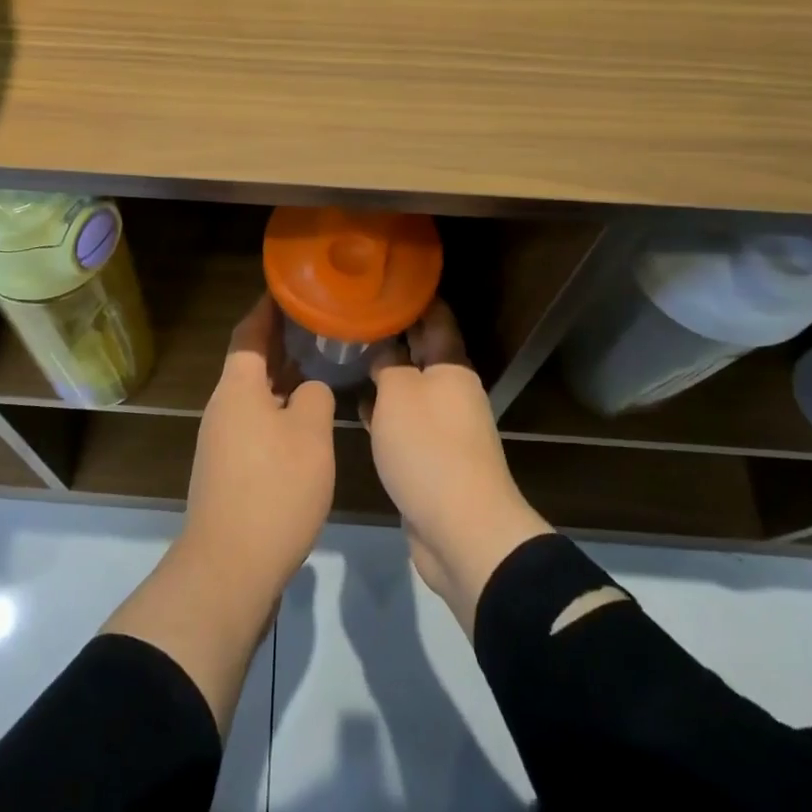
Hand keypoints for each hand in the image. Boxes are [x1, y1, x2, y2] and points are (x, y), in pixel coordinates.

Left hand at [180, 294, 336, 597]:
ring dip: (281, 377)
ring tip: (316, 362)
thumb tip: (307, 389)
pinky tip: (305, 418)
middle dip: (279, 341)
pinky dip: (279, 409)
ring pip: (254, 395)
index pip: (249, 333)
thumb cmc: (273, 490)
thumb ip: (313, 397)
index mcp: (238, 388)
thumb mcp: (309, 435)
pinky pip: (256, 423)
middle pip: (250, 363)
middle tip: (314, 322)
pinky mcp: (229, 471)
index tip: (287, 289)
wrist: (230, 568)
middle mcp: (224, 407)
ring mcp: (223, 441)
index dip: (267, 309)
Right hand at [364, 301, 551, 632]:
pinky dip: (385, 412)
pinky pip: (406, 422)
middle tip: (354, 315)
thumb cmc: (428, 449)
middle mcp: (452, 391)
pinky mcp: (433, 458)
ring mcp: (444, 426)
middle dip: (393, 333)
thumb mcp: (398, 394)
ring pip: (411, 387)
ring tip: (349, 355)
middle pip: (422, 351)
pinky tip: (360, 408)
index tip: (384, 280)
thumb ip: (387, 365)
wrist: (462, 531)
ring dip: (386, 374)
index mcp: (451, 366)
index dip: (413, 297)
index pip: (435, 317)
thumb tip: (384, 352)